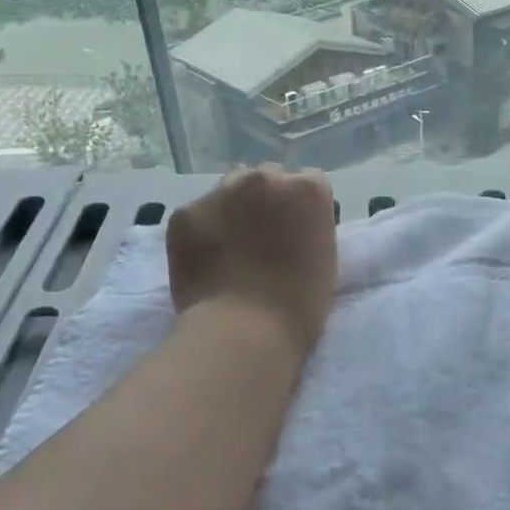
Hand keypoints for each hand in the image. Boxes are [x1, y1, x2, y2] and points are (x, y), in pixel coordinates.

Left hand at [167, 166, 337, 354]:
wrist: (244, 330)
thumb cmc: (299, 304)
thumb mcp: (325, 258)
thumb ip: (309, 228)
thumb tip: (292, 226)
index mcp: (307, 189)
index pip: (308, 184)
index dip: (300, 209)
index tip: (296, 233)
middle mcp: (265, 178)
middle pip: (267, 178)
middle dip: (266, 201)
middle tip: (261, 237)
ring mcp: (221, 192)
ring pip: (229, 189)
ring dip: (233, 208)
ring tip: (230, 246)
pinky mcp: (185, 213)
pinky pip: (198, 214)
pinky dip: (202, 231)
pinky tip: (205, 260)